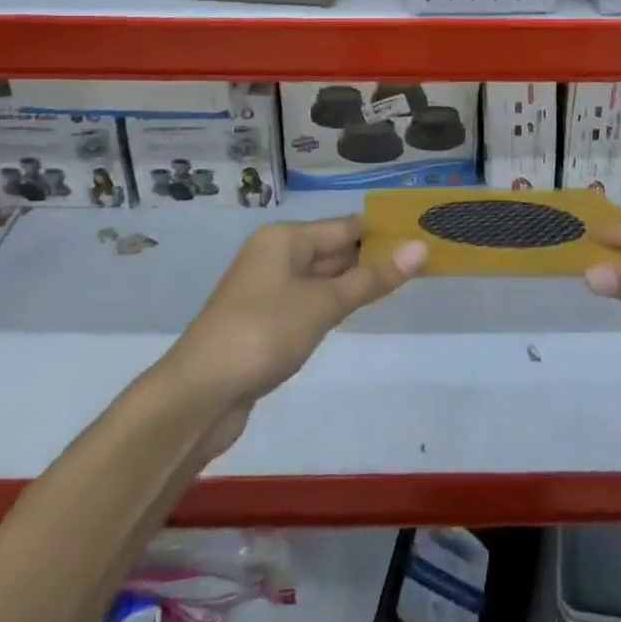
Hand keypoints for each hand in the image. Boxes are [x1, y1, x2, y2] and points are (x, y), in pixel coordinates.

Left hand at [163, 217, 426, 405]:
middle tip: (421, 262)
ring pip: (321, 277)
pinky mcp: (264, 322)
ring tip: (400, 285)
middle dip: (371, 257)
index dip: (382, 232)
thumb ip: (371, 278)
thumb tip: (420, 247)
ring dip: (353, 282)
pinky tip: (354, 313)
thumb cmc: (264, 333)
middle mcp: (275, 255)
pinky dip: (332, 304)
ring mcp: (267, 290)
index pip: (345, 226)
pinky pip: (308, 301)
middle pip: (332, 249)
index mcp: (285, 238)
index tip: (422, 236)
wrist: (198, 394)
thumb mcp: (323, 304)